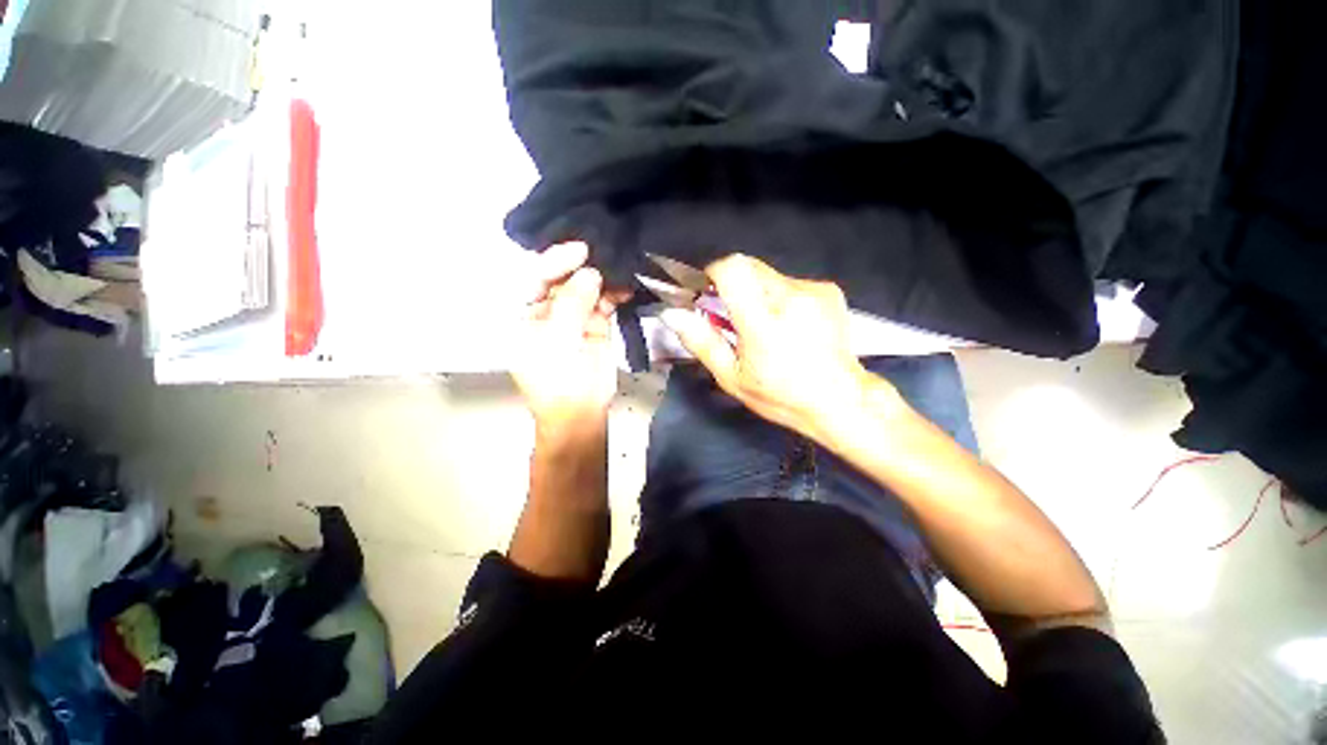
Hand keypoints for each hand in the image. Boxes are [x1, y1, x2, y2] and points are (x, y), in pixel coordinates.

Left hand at [512, 242, 626, 435]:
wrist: (582, 413)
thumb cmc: (558, 382)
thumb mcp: (557, 341)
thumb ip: (572, 304)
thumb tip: (591, 273)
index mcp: (521, 314)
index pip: (532, 277)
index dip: (553, 261)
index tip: (579, 251)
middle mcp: (545, 310)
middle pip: (561, 278)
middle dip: (580, 265)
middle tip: (603, 253)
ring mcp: (572, 316)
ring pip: (585, 287)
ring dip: (601, 278)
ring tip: (618, 268)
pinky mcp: (595, 324)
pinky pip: (604, 302)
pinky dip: (615, 294)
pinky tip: (625, 288)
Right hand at [660, 254, 892, 440]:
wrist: (840, 399)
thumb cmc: (780, 395)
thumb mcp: (732, 377)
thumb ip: (701, 342)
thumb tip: (672, 314)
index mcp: (764, 321)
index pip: (733, 269)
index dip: (714, 273)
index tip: (708, 292)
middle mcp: (791, 296)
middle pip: (749, 266)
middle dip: (733, 285)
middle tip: (732, 316)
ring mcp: (814, 290)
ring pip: (768, 275)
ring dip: (756, 293)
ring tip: (764, 326)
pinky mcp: (828, 290)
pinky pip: (790, 282)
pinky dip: (778, 297)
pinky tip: (787, 325)